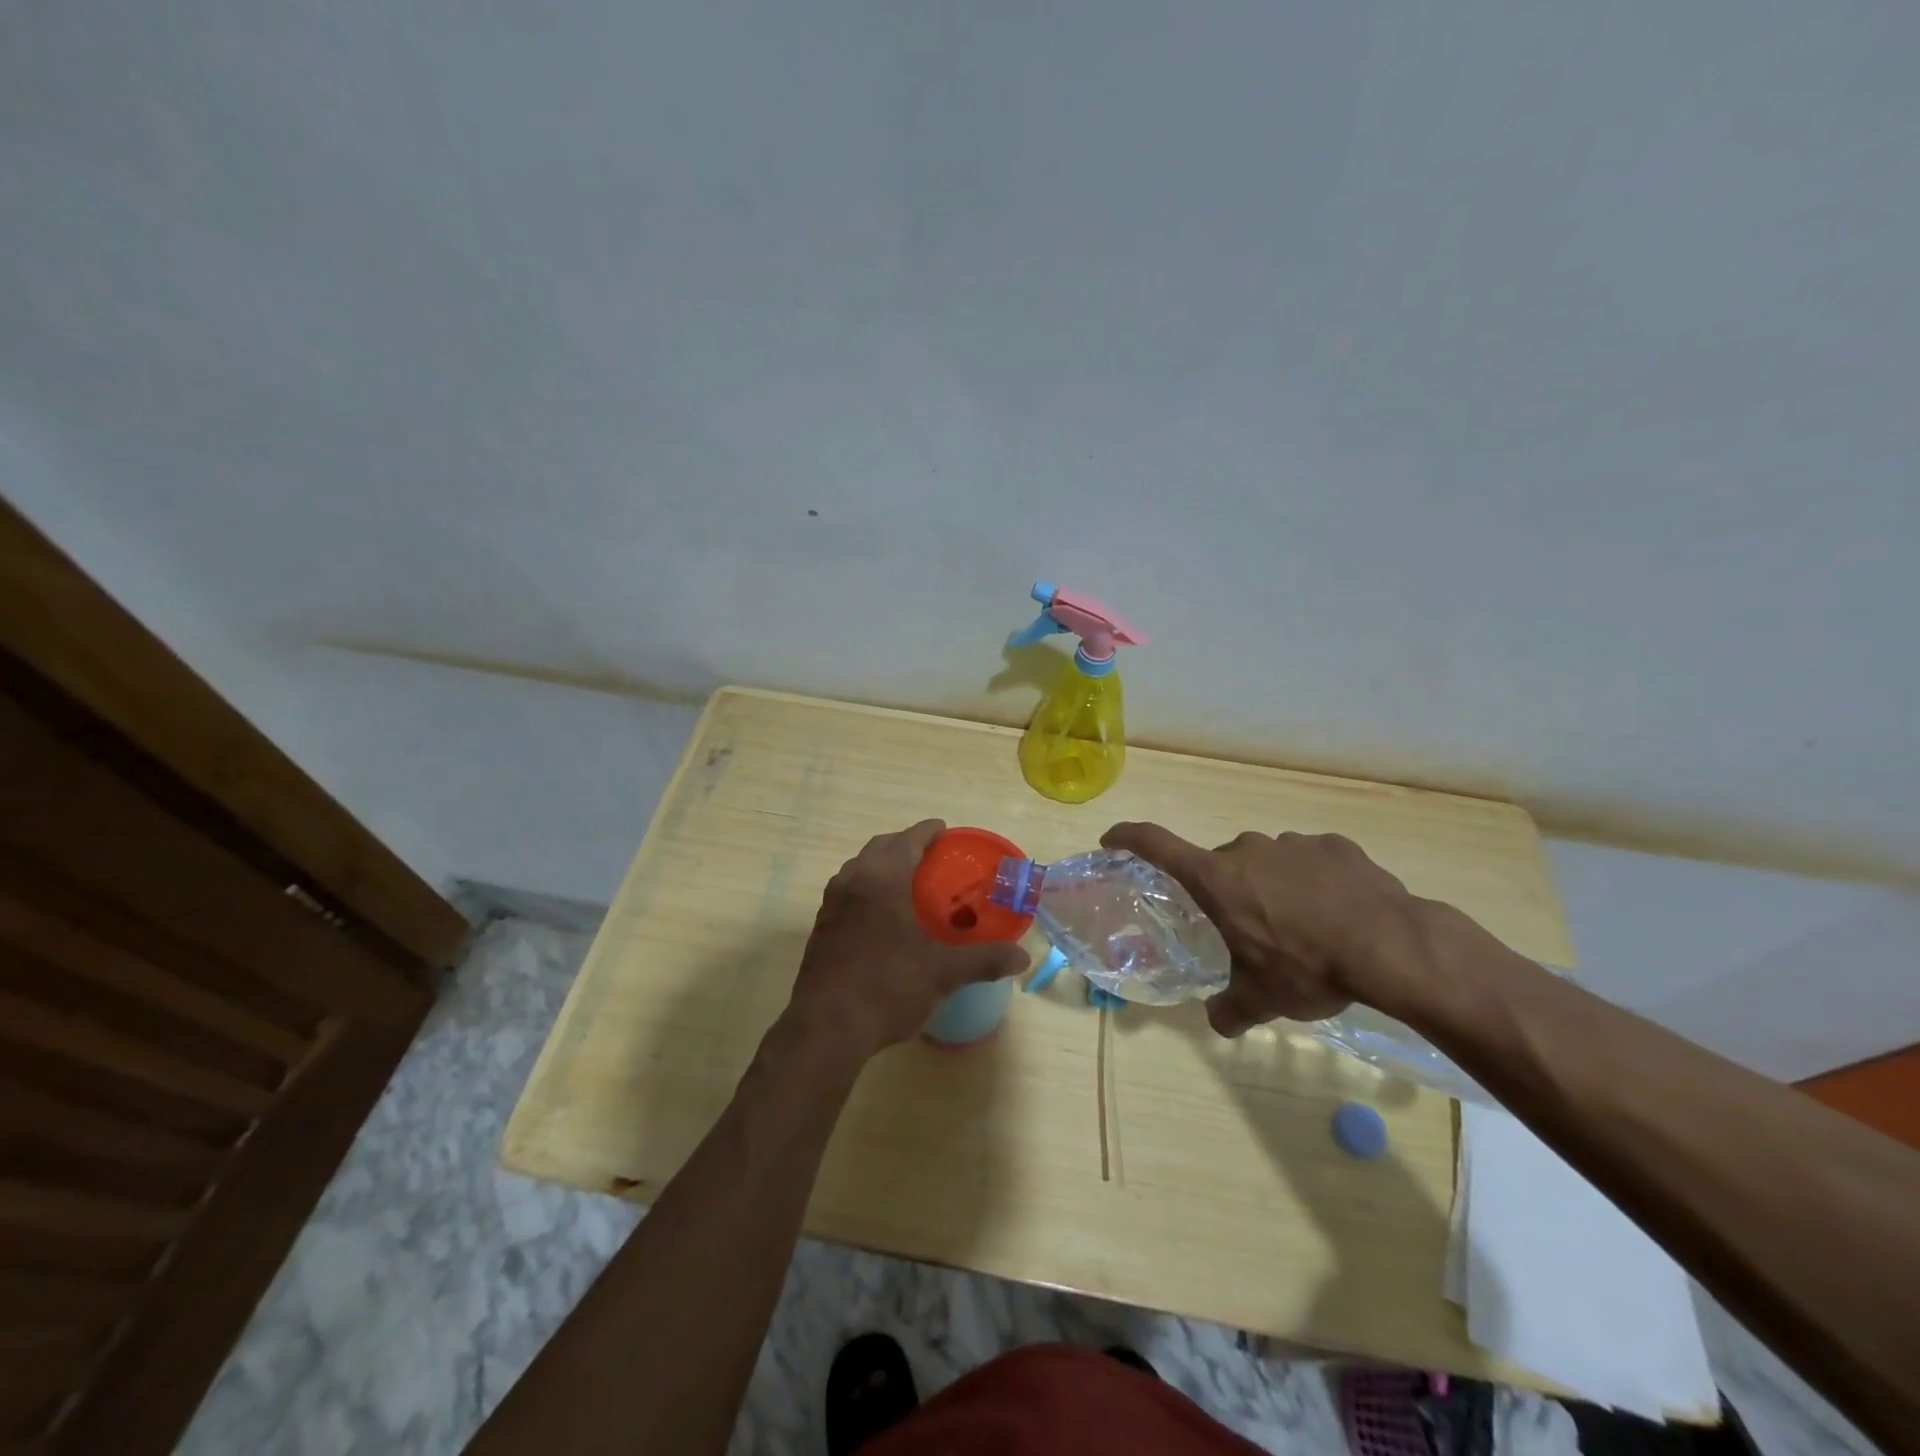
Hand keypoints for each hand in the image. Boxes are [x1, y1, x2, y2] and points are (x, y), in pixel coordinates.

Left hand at [788, 820, 1028, 1057]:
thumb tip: (1022, 957)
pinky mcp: (821, 928)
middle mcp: (853, 881)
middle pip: (880, 848)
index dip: (927, 832)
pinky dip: (866, 889)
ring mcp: (831, 904)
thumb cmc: (888, 987)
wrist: (827, 1027)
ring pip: (859, 869)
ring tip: (907, 883)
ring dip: (882, 865)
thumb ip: (984, 960)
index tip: (943, 831)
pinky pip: (848, 892)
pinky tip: (881, 917)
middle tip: (931, 857)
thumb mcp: (943, 973)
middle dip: (904, 845)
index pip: (907, 840)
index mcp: (883, 879)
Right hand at [1101, 822, 1424, 1037]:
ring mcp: (1293, 844)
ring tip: (1301, 928)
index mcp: (1217, 879)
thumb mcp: (1262, 999)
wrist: (1391, 946)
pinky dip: (1313, 882)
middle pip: (1221, 865)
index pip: (1155, 844)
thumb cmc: (1308, 967)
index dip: (1128, 837)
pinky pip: (1310, 861)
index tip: (1112, 839)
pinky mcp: (1335, 846)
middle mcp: (1248, 850)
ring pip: (1267, 862)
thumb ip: (1230, 1010)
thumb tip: (1217, 1021)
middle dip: (1227, 892)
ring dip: (1272, 887)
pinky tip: (1336, 913)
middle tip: (1248, 930)